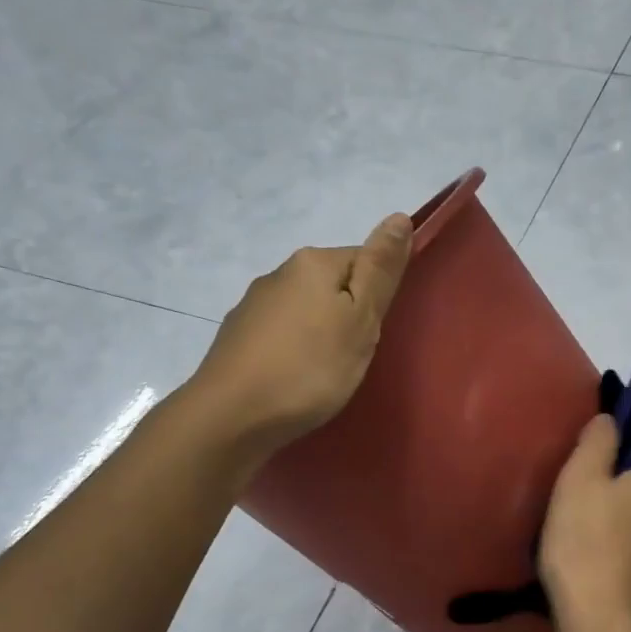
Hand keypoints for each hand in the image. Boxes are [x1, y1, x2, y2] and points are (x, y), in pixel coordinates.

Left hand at [189, 213, 412, 459]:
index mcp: (313, 263)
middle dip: (348, 312)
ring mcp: (252, 305)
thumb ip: (380, 270)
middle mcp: (279, 273)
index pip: (363, 259)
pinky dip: (293, 349)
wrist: (231, 415)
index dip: (377, 294)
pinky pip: (280, 334)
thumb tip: (399, 216)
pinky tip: (294, 377)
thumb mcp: (360, 320)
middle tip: (355, 355)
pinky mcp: (236, 337)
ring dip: (319, 331)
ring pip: (303, 309)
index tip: (375, 332)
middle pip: (331, 284)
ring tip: (326, 371)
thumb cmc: (310, 368)